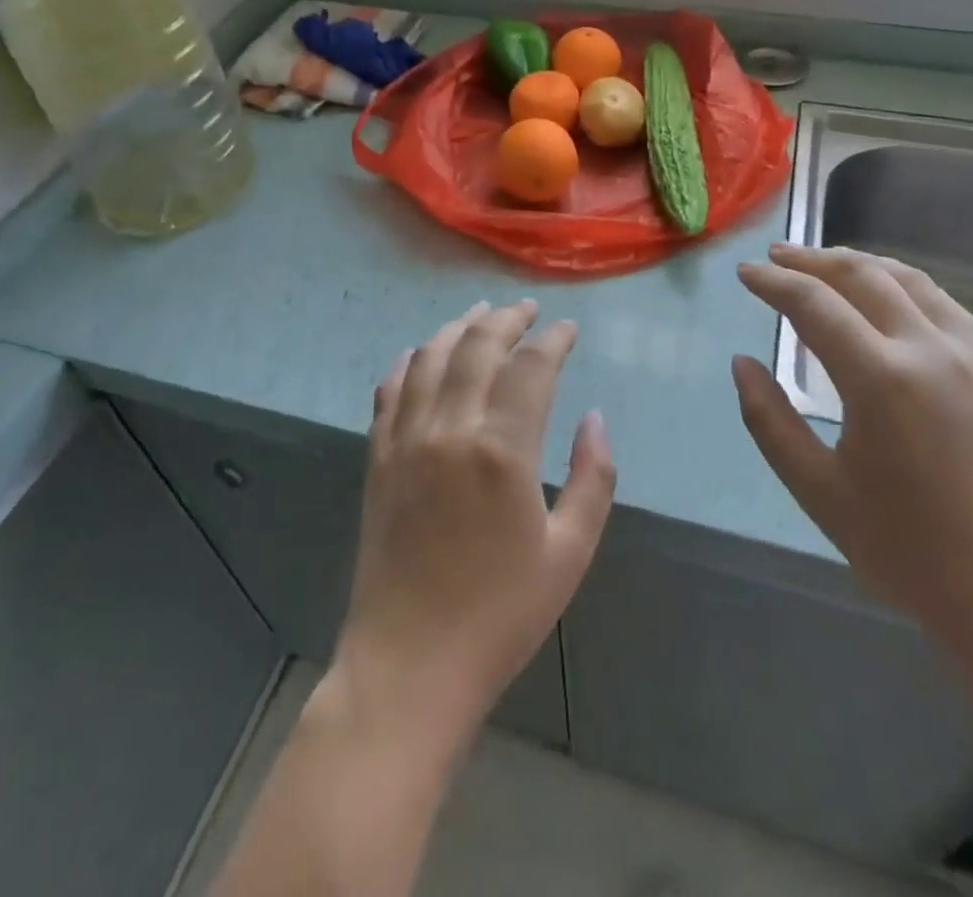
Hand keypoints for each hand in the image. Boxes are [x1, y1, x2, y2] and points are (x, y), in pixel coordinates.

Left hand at [334, 300, 615, 743]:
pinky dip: (408, 362)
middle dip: (507, 319)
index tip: (568, 329)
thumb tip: (594, 418)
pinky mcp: (378, 458)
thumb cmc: (501, 614)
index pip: (530, 367)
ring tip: (480, 314)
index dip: (553, 340)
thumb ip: (592, 478)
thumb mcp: (570, 553)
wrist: (410, 663)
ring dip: (458, 328)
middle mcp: (449, 429)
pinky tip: (419, 352)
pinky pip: (390, 391)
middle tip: (527, 309)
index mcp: (502, 450)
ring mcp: (406, 440)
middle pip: (478, 347)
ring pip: (430, 358)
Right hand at [732, 244, 972, 643]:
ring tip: (827, 263)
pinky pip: (945, 306)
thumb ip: (770, 420)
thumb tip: (742, 364)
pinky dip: (904, 286)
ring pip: (911, 281)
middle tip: (777, 255)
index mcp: (880, 378)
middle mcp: (930, 349)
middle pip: (863, 275)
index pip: (814, 303)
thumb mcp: (818, 490)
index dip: (773, 282)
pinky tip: (891, 299)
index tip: (745, 272)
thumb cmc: (910, 551)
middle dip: (813, 259)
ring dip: (861, 263)